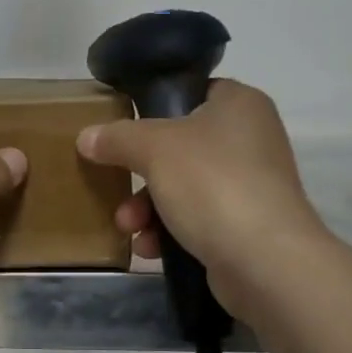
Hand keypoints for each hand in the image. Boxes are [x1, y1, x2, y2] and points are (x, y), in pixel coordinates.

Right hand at [76, 79, 328, 312]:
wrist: (265, 260)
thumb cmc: (212, 184)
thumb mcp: (154, 150)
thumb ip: (118, 138)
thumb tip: (87, 136)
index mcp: (239, 104)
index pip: (192, 92)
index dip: (156, 108)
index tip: (123, 131)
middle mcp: (251, 139)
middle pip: (180, 147)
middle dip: (140, 175)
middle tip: (116, 189)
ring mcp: (252, 185)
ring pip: (185, 187)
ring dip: (149, 208)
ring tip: (129, 228)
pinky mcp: (248, 226)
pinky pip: (199, 220)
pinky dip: (171, 232)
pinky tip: (150, 250)